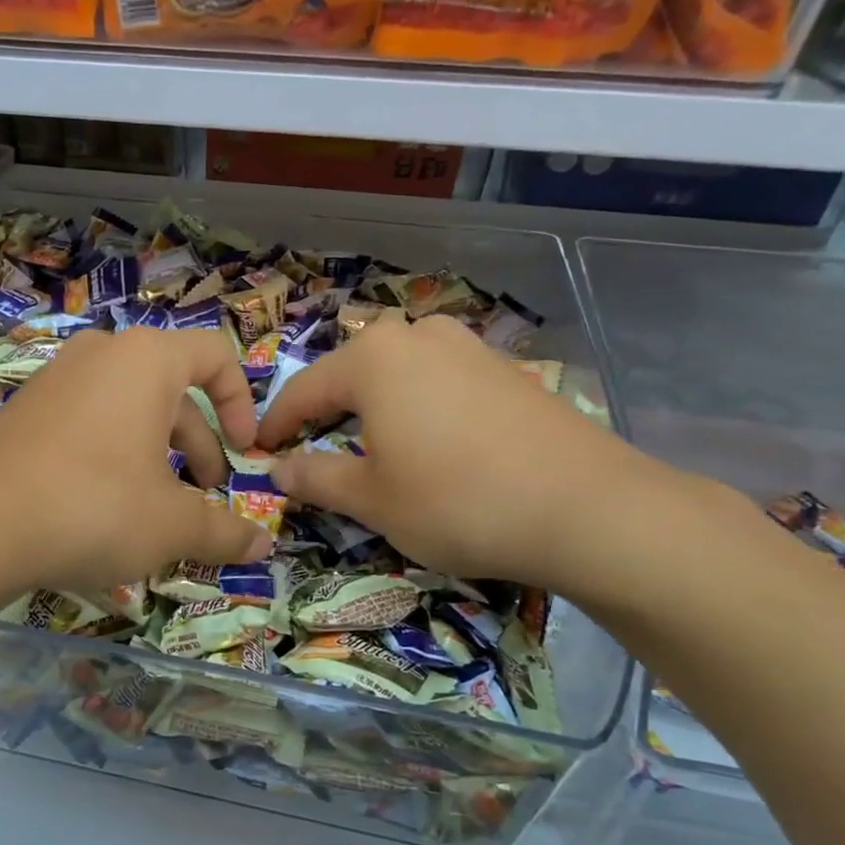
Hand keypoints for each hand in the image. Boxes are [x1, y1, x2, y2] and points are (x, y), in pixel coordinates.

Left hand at [0, 328, 272, 595]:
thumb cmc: (95, 507)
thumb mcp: (172, 525)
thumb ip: (223, 531)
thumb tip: (263, 546)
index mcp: (146, 360)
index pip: (215, 356)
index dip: (241, 404)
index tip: (244, 452)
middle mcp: (101, 355)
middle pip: (173, 390)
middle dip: (199, 444)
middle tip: (206, 494)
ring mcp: (56, 379)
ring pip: (129, 409)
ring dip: (158, 453)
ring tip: (159, 508)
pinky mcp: (26, 410)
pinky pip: (90, 421)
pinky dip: (114, 454)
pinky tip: (107, 506)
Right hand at [255, 313, 681, 597]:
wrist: (585, 508)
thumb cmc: (456, 502)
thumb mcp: (372, 499)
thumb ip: (316, 477)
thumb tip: (278, 468)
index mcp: (373, 358)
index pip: (303, 390)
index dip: (277, 424)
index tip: (259, 452)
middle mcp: (418, 336)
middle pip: (352, 374)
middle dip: (327, 412)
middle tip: (313, 452)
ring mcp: (468, 347)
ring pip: (398, 373)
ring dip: (373, 407)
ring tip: (371, 446)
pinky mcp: (505, 369)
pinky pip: (440, 381)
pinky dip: (418, 407)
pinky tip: (431, 443)